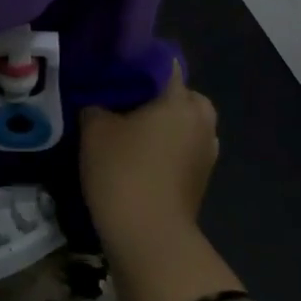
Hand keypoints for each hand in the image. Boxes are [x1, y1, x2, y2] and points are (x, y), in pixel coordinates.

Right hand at [79, 65, 238, 300]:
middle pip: (176, 94)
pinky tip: (136, 157)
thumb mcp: (94, 129)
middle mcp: (201, 119)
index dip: (135, 63)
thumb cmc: (123, 171)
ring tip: (123, 132)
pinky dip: (163, 148)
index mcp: (180, 99)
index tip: (110, 71)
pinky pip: (181, 148)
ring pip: (180, 123)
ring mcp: (207, 151)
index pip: (161, 63)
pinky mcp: (201, 177)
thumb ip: (96, 104)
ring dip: (158, 124)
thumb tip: (100, 102)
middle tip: (117, 104)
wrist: (148, 237)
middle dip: (151, 96)